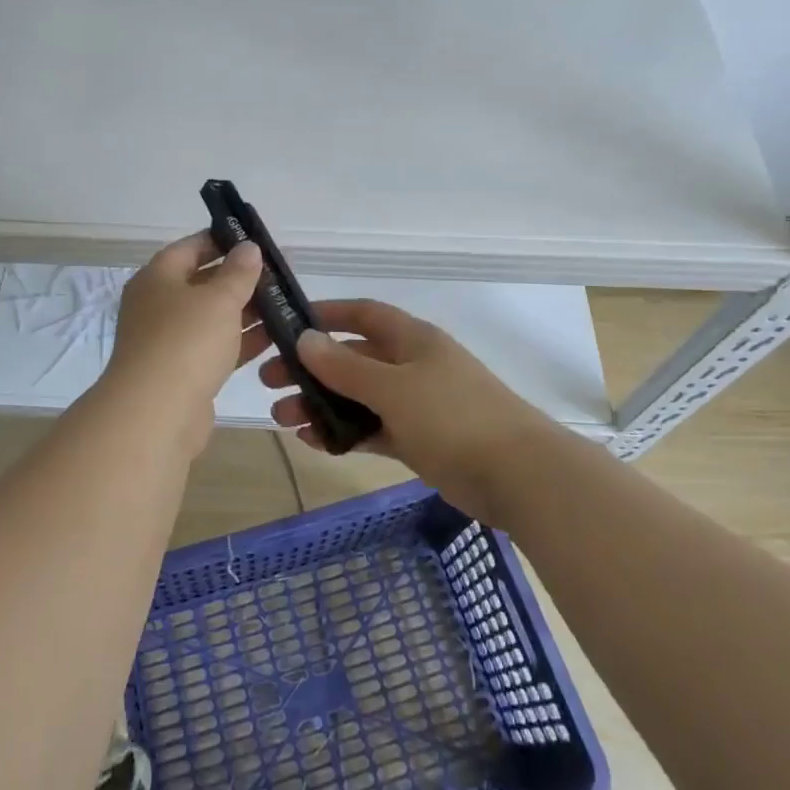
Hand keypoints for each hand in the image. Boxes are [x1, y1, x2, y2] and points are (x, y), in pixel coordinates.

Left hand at [102, 232, 262, 427]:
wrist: (156, 414)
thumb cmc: (186, 342)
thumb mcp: (219, 299)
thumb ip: (238, 272)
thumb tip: (248, 248)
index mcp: (157, 278)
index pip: (190, 247)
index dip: (221, 240)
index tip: (254, 240)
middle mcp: (157, 306)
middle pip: (201, 283)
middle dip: (238, 279)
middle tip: (278, 274)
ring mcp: (168, 341)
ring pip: (211, 318)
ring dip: (244, 312)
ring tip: (283, 304)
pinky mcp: (182, 373)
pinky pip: (215, 348)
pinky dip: (240, 341)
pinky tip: (273, 338)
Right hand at [251, 299, 554, 520]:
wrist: (519, 476)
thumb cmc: (454, 417)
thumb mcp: (394, 388)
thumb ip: (347, 367)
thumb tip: (305, 339)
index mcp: (412, 339)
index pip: (362, 314)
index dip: (326, 314)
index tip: (287, 325)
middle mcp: (412, 365)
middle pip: (354, 358)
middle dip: (312, 368)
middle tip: (271, 382)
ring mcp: (417, 403)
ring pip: (359, 396)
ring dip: (322, 404)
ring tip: (284, 420)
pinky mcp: (420, 439)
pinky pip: (373, 428)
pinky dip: (345, 432)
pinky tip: (315, 441)